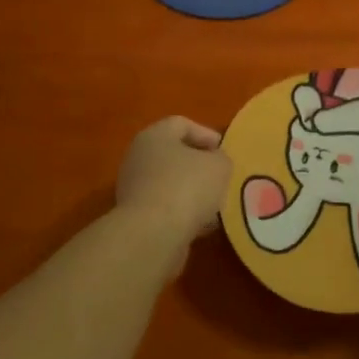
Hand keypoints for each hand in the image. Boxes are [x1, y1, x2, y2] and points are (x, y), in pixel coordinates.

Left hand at [115, 116, 232, 241]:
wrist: (153, 235)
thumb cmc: (187, 187)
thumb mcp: (219, 165)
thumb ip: (220, 158)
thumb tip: (214, 163)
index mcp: (154, 136)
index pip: (181, 124)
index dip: (206, 134)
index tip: (224, 152)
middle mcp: (138, 158)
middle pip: (174, 155)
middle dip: (199, 166)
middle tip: (221, 177)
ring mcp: (134, 188)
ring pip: (170, 184)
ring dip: (193, 192)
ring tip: (216, 205)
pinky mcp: (135, 217)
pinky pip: (165, 208)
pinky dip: (183, 213)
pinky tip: (201, 226)